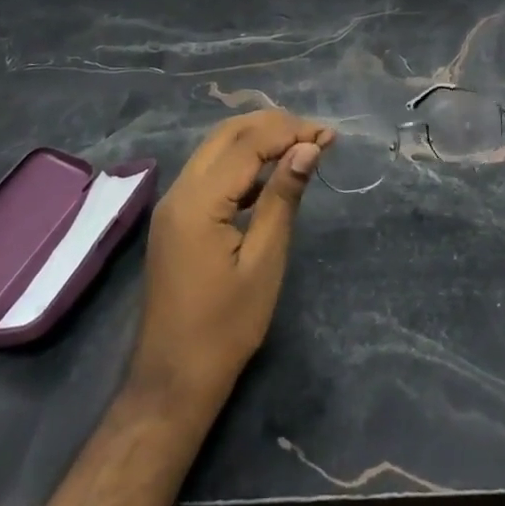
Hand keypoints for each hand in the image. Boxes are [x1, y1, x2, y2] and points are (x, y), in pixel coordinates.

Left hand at [128, 110, 334, 417]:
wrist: (174, 379)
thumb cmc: (226, 326)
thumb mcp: (264, 260)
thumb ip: (283, 198)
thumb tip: (308, 148)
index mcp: (199, 201)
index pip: (249, 143)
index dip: (291, 132)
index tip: (330, 136)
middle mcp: (179, 192)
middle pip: (228, 134)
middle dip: (274, 125)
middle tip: (317, 135)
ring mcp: (173, 205)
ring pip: (217, 148)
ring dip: (258, 138)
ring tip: (302, 145)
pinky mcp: (176, 218)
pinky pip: (210, 171)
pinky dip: (243, 161)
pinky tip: (272, 174)